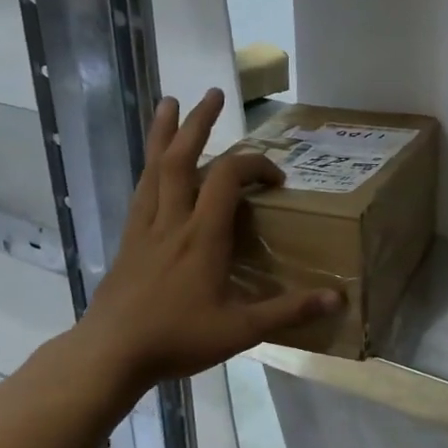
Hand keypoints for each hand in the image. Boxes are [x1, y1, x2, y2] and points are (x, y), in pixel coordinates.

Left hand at [70, 91, 340, 397]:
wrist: (111, 353)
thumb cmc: (177, 339)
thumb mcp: (241, 331)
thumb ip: (288, 311)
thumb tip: (337, 298)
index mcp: (202, 236)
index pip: (229, 179)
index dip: (255, 165)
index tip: (277, 179)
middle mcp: (172, 221)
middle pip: (182, 158)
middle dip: (198, 122)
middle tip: (213, 94)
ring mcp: (145, 228)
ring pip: (154, 169)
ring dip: (164, 133)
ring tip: (169, 103)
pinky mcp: (128, 240)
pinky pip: (140, 191)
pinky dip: (149, 168)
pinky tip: (152, 165)